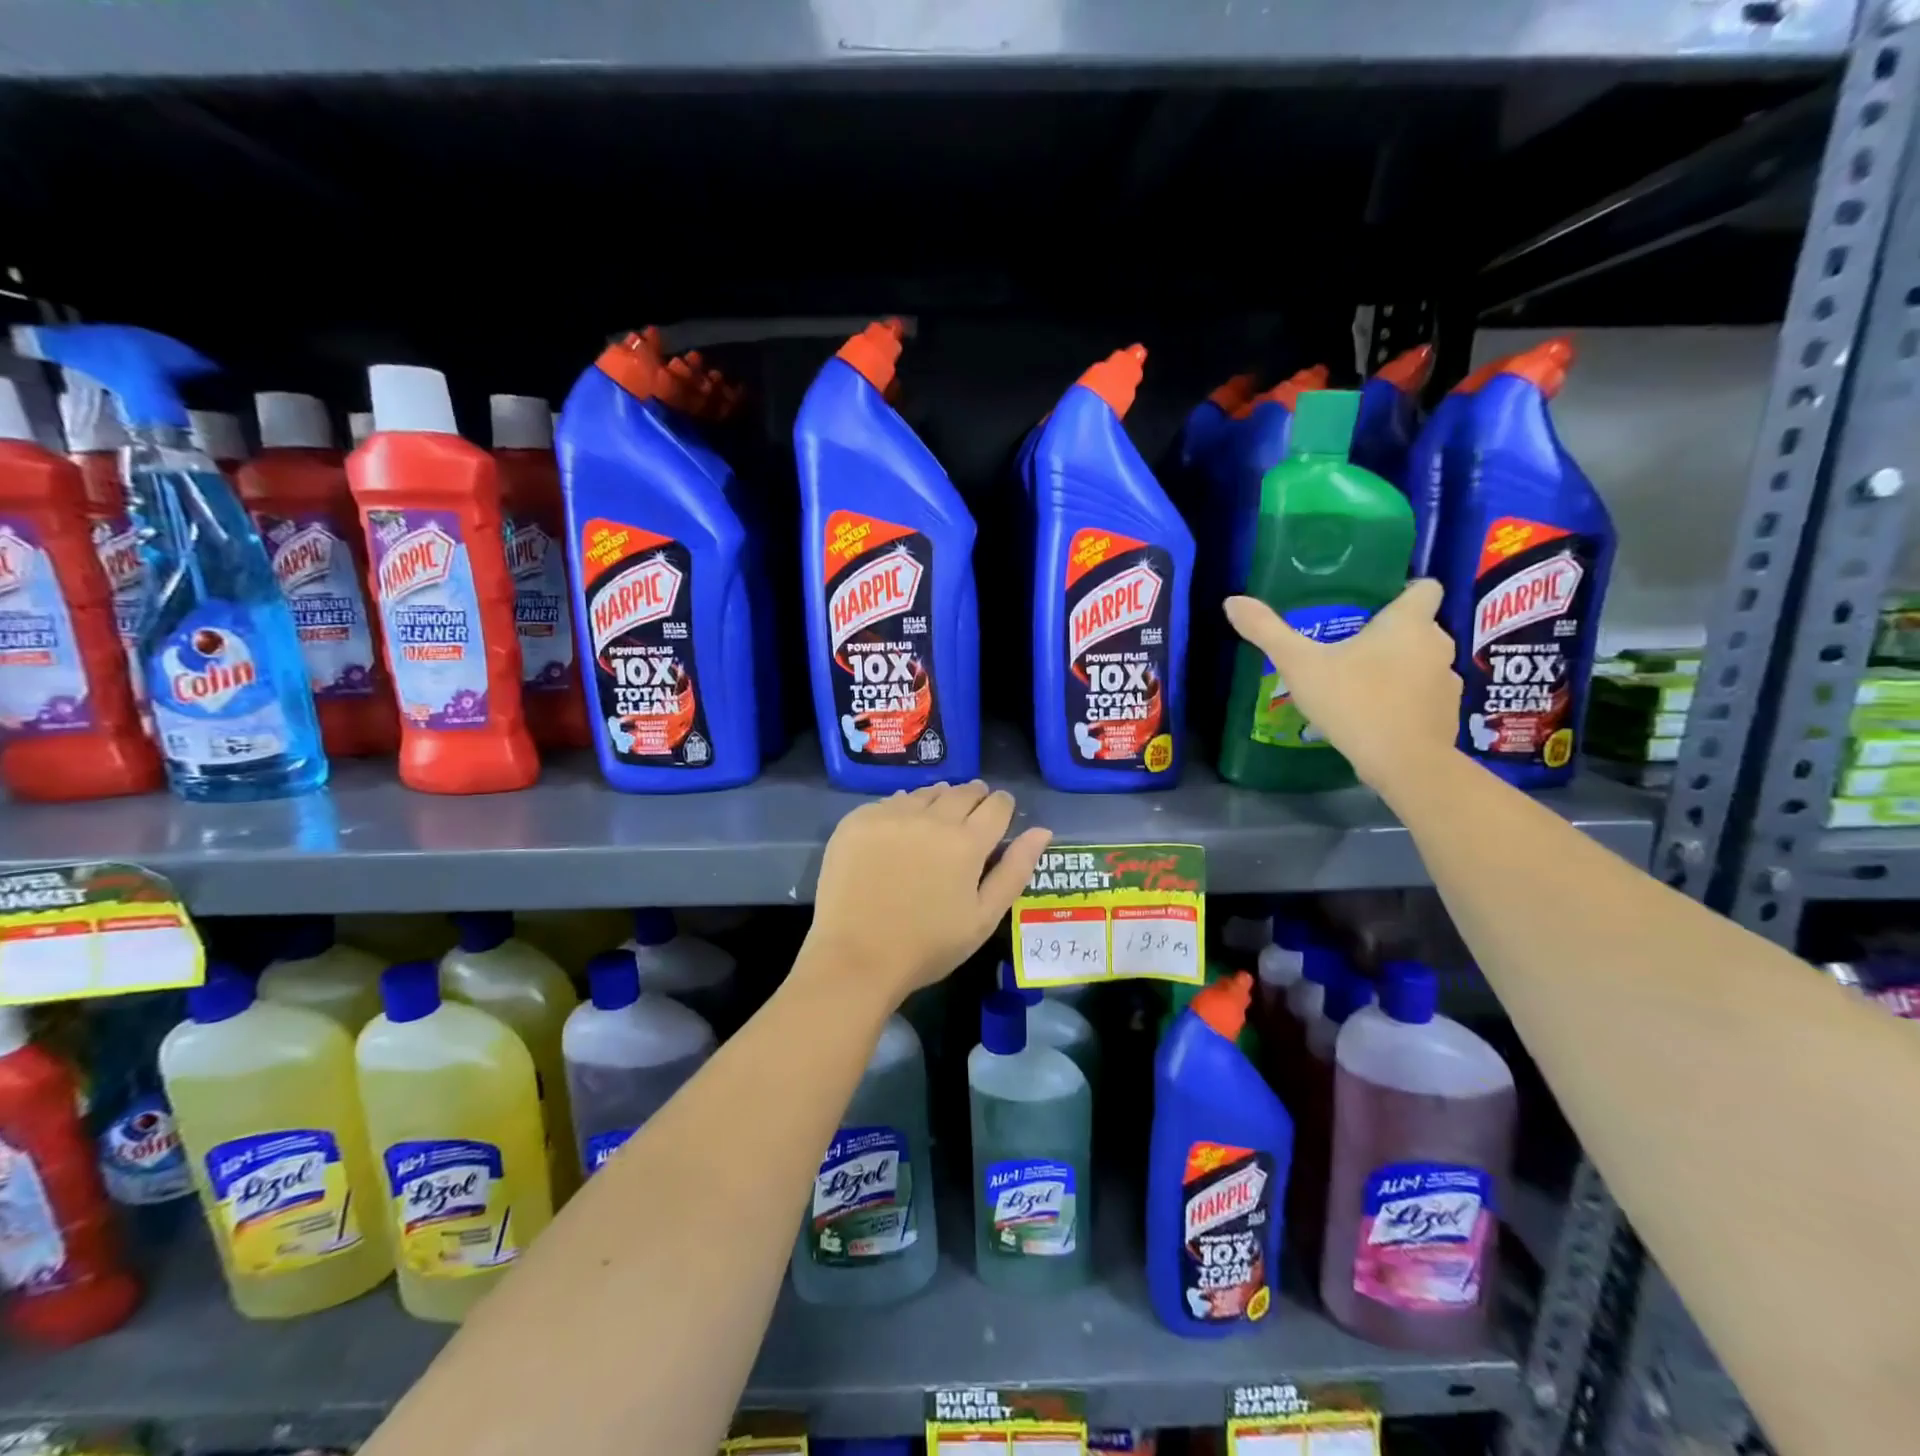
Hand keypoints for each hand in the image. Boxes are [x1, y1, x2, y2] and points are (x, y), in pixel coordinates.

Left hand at [807, 781, 1052, 1003]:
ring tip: (936, 821)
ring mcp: (891, 815)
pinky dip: (902, 809)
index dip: (1002, 807)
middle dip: (973, 798)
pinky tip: (900, 830)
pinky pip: (890, 802)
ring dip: (938, 800)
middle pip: (962, 791)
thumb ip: (1015, 870)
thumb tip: (1042, 830)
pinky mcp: (858, 820)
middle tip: (970, 817)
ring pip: (926, 793)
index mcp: (967, 842)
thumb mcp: (983, 917)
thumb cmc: (928, 946)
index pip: (997, 805)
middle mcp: (931, 818)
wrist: (855, 959)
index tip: (999, 816)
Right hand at [1223, 578, 1460, 793]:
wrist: (1404, 762)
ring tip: (1362, 685)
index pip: (1425, 587)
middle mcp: (1437, 643)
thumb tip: (1232, 601)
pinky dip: (1407, 700)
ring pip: (1423, 663)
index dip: (1404, 591)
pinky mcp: (1447, 714)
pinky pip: (1425, 696)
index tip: (1375, 606)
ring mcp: (1447, 680)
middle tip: (1351, 648)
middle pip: (1420, 627)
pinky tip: (1377, 716)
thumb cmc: (1353, 701)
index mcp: (1408, 622)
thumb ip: (1267, 631)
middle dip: (1392, 635)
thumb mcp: (1299, 664)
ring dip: (1400, 668)